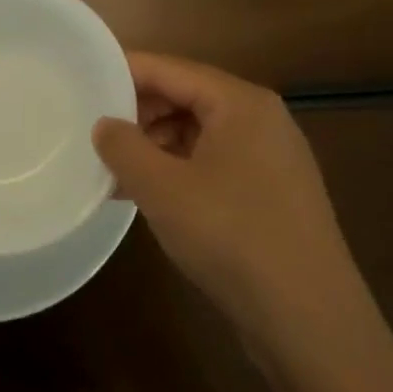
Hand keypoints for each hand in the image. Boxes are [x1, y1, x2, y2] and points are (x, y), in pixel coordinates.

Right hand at [92, 52, 376, 361]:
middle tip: (93, 131)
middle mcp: (261, 121)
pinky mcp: (271, 195)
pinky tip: (148, 196)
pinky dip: (178, 171)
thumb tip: (105, 125)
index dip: (124, 72)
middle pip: (187, 98)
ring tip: (115, 170)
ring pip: (198, 134)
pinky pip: (213, 164)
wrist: (309, 321)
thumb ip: (123, 146)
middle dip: (138, 113)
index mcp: (241, 104)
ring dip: (155, 146)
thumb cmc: (232, 237)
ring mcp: (271, 160)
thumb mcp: (162, 188)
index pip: (171, 69)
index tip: (83, 79)